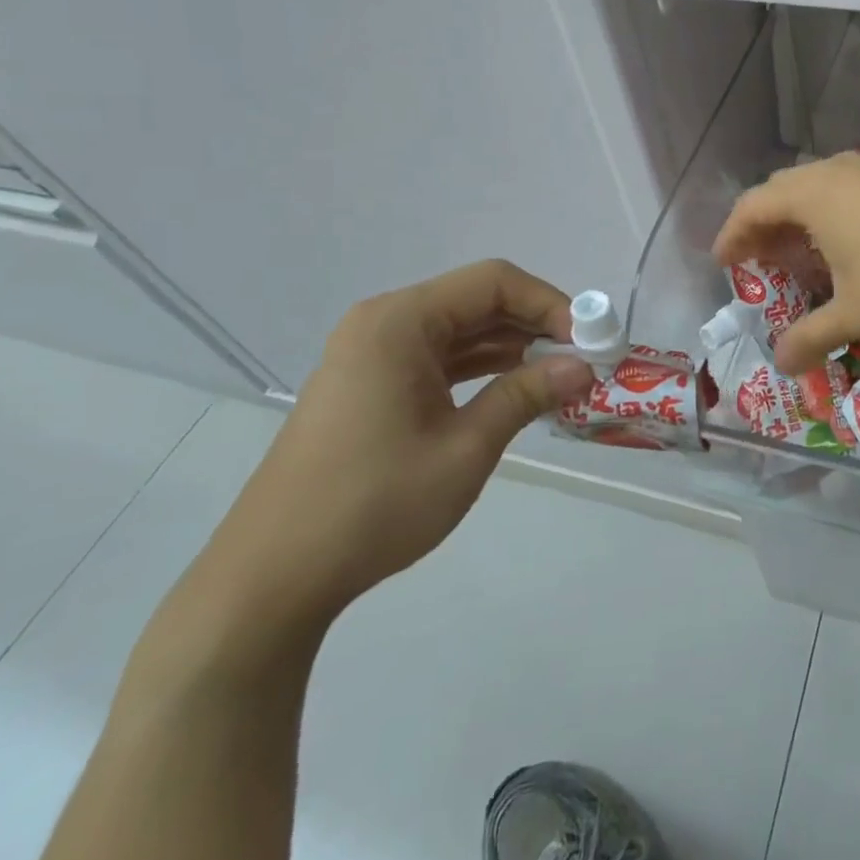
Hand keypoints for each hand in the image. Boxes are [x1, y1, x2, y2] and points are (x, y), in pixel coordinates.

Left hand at [194, 261, 595, 640]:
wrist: (271, 577)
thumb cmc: (373, 504)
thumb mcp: (465, 448)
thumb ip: (527, 395)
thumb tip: (584, 367)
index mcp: (400, 321)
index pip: (493, 282)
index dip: (549, 303)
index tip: (588, 340)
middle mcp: (384, 323)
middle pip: (476, 300)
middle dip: (534, 324)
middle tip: (581, 359)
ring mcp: (372, 354)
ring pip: (459, 329)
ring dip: (510, 347)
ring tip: (558, 375)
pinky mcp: (369, 385)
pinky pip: (437, 357)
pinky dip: (479, 367)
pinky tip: (514, 389)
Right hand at [715, 153, 859, 372]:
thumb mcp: (854, 314)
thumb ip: (811, 338)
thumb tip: (781, 365)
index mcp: (812, 195)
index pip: (752, 206)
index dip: (732, 234)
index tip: (723, 261)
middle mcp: (834, 172)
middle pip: (780, 190)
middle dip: (761, 224)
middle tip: (756, 259)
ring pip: (814, 186)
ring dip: (795, 217)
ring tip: (796, 254)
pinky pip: (842, 188)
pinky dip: (826, 212)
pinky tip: (843, 244)